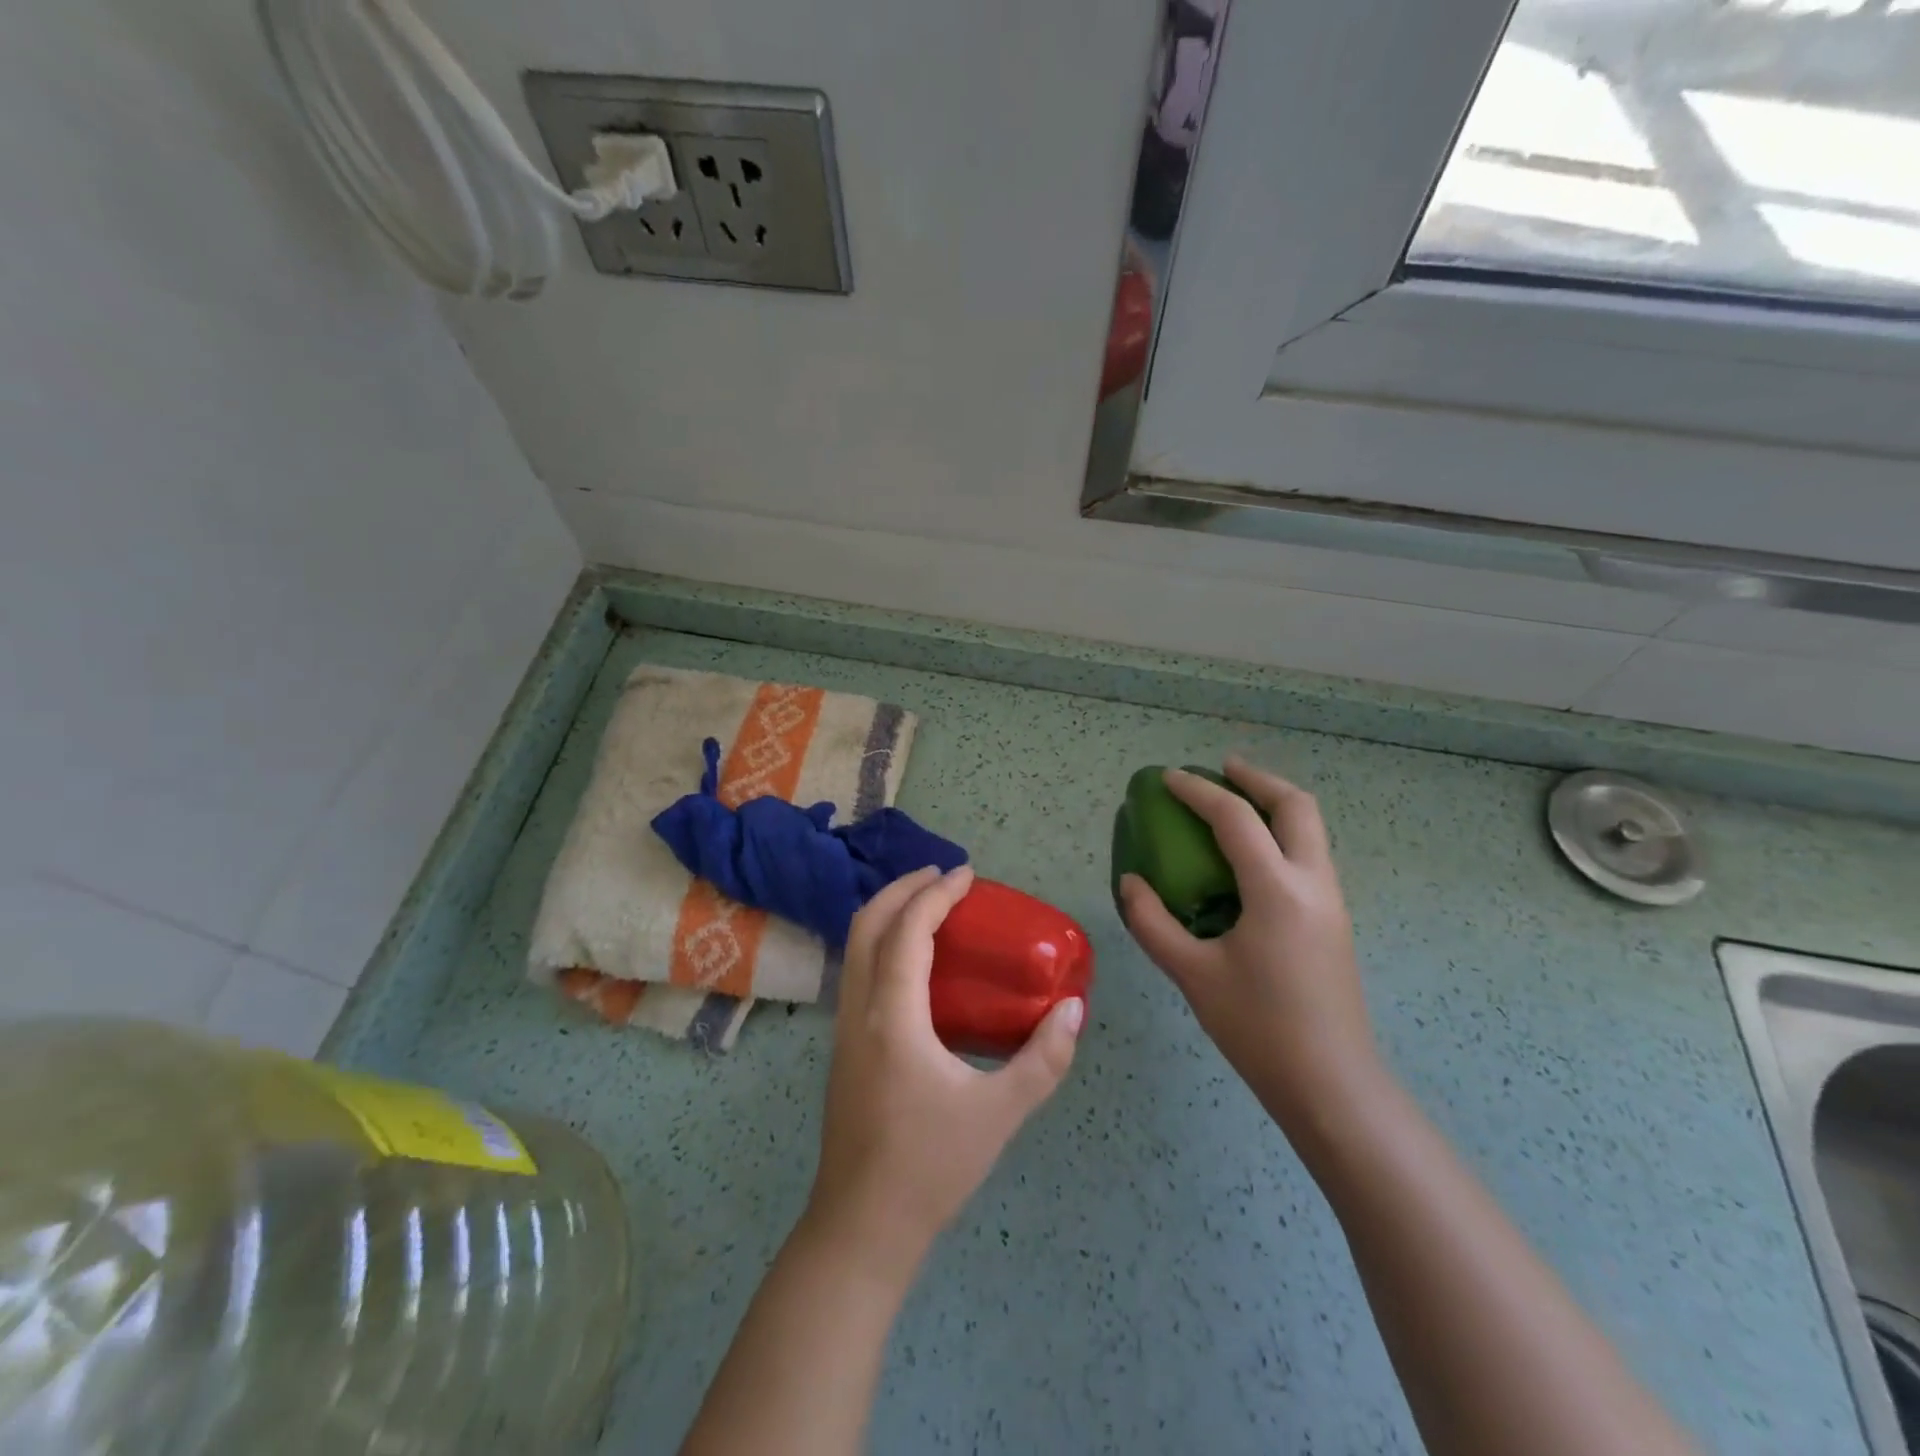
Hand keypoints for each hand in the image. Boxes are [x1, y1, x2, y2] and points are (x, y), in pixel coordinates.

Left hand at [805, 864, 1083, 1282]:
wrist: (862, 1227)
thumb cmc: (931, 1167)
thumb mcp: (999, 1113)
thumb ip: (1043, 1059)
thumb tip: (1074, 1009)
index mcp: (892, 1017)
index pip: (907, 930)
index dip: (936, 893)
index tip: (967, 875)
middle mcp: (859, 1010)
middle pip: (867, 924)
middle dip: (903, 889)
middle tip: (944, 878)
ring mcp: (844, 1028)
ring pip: (855, 947)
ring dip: (889, 914)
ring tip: (931, 908)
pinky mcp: (844, 1046)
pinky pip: (858, 971)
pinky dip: (883, 943)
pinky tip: (917, 964)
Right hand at [1119, 757, 1379, 1145]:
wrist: (1331, 1085)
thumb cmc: (1257, 1027)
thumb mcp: (1192, 973)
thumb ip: (1153, 922)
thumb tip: (1132, 883)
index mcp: (1276, 890)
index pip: (1236, 819)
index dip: (1198, 792)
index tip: (1168, 779)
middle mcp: (1313, 884)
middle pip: (1295, 806)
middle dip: (1257, 779)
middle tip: (1221, 770)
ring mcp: (1331, 902)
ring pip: (1310, 829)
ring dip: (1273, 805)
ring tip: (1234, 806)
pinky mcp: (1334, 922)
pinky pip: (1309, 856)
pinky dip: (1280, 836)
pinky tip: (1249, 860)